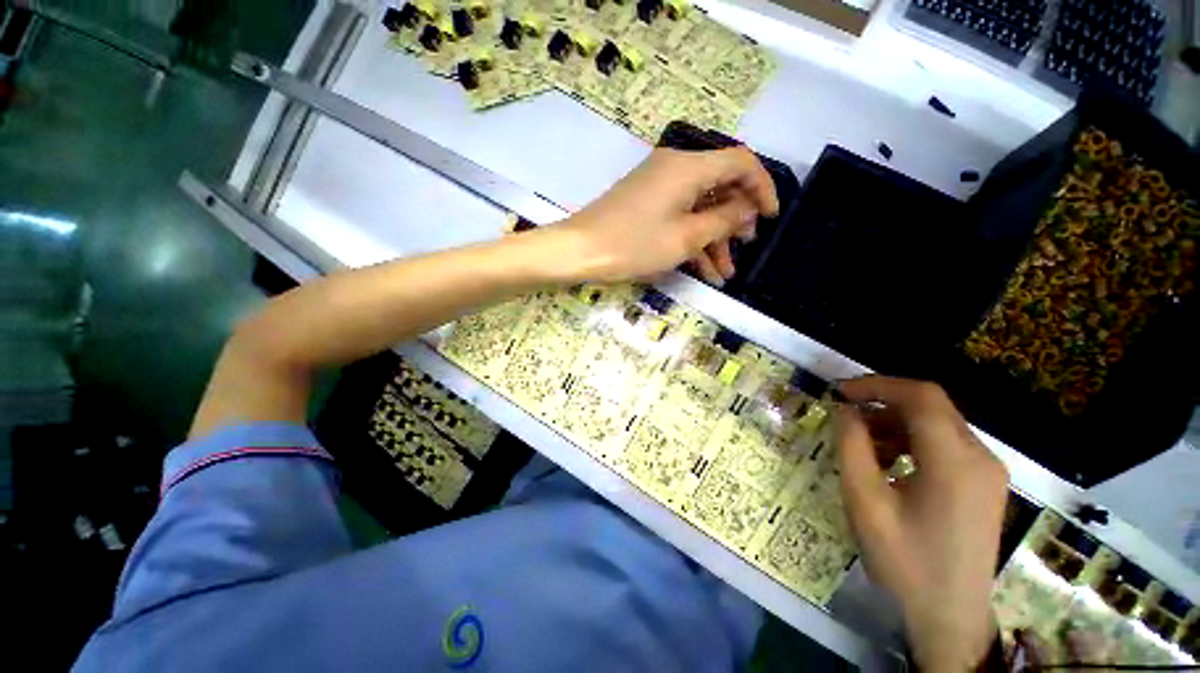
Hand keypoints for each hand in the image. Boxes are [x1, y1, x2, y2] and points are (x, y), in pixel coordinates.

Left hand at [555, 146, 779, 284]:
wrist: (579, 251)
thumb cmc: (632, 244)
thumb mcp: (685, 238)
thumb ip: (722, 220)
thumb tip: (745, 208)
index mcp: (688, 167)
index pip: (740, 162)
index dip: (762, 187)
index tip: (771, 217)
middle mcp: (675, 168)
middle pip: (719, 186)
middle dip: (735, 220)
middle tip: (745, 248)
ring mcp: (658, 187)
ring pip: (698, 208)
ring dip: (713, 239)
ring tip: (724, 274)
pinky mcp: (645, 204)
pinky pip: (678, 216)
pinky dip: (692, 239)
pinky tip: (703, 269)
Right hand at [835, 376, 1008, 672]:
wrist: (950, 615)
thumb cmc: (904, 561)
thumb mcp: (865, 502)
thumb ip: (851, 447)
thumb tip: (843, 409)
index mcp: (955, 462)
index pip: (921, 396)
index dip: (877, 384)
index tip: (840, 392)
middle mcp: (981, 457)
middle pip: (931, 406)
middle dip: (882, 402)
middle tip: (844, 415)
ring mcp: (987, 471)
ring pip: (937, 423)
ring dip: (894, 422)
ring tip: (860, 442)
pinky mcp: (985, 483)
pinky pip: (945, 444)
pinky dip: (911, 440)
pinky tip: (887, 462)